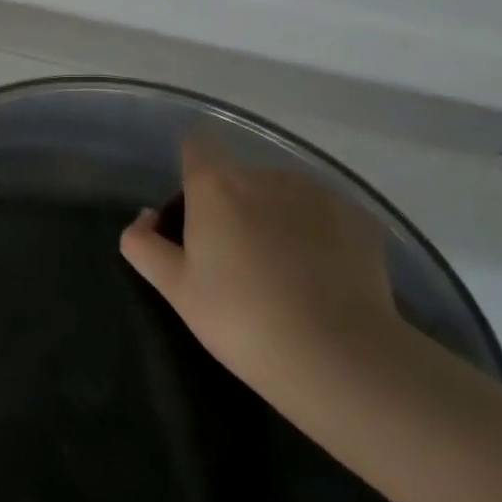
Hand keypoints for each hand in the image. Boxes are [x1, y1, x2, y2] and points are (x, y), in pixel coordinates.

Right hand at [119, 136, 397, 387]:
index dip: (192, 169)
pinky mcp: (358, 218)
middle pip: (239, 177)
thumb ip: (144, 244)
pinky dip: (315, 235)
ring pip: (282, 194)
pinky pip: (322, 215)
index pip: (197, 144)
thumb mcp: (175, 289)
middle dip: (232, 206)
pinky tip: (319, 278)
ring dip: (274, 217)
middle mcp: (266, 176)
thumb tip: (145, 217)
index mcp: (216, 186)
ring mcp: (318, 194)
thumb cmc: (240, 320)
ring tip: (282, 272)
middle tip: (233, 260)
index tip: (193, 209)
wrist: (338, 357)